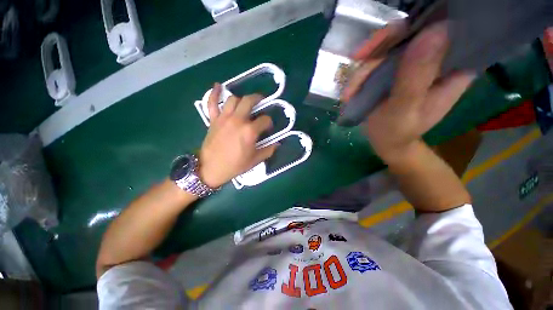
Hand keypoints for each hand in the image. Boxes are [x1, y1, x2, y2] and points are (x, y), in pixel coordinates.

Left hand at [198, 84, 277, 187]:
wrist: (211, 168)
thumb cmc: (235, 165)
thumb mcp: (255, 160)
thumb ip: (268, 151)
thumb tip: (277, 144)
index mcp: (249, 131)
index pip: (265, 120)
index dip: (269, 123)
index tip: (268, 128)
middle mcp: (238, 120)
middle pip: (249, 101)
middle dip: (258, 99)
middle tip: (261, 101)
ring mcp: (224, 118)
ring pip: (233, 99)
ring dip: (241, 99)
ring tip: (245, 103)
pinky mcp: (213, 119)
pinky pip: (212, 103)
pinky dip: (214, 93)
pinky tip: (218, 86)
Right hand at [343, 21, 474, 162]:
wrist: (386, 142)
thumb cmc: (397, 133)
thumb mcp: (404, 110)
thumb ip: (415, 77)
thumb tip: (434, 29)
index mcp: (454, 69)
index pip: (444, 29)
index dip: (418, 25)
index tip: (387, 42)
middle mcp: (438, 59)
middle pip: (411, 32)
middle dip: (379, 49)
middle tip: (357, 64)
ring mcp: (416, 63)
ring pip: (390, 45)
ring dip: (364, 67)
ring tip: (349, 93)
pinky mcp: (398, 69)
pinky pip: (379, 59)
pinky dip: (361, 73)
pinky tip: (351, 91)